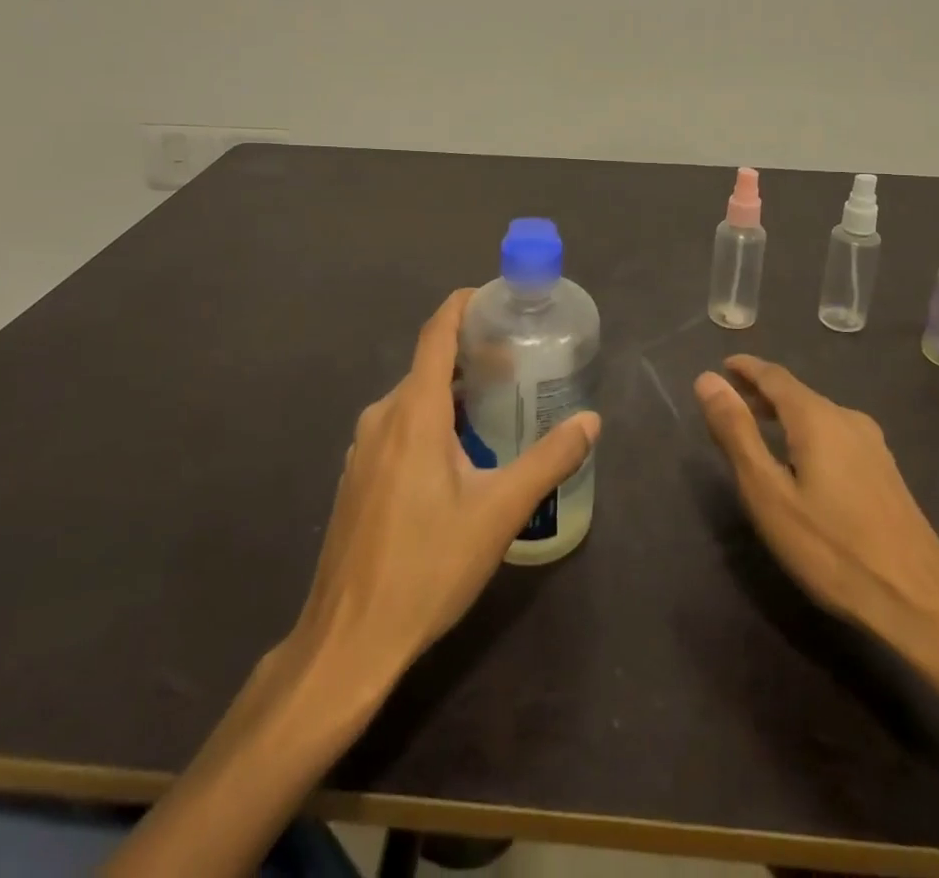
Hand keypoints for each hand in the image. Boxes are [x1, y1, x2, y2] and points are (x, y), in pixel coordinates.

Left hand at [292, 288, 600, 682]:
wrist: (348, 641)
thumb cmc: (427, 567)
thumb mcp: (499, 512)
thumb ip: (549, 460)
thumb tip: (591, 421)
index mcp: (413, 412)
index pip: (436, 333)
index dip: (463, 305)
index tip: (497, 297)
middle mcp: (382, 417)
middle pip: (429, 366)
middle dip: (471, 356)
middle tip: (519, 363)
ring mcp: (363, 448)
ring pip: (414, 400)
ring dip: (453, 393)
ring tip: (498, 406)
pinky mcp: (357, 477)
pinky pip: (399, 428)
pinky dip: (432, 421)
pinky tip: (460, 455)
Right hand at [694, 354, 938, 667]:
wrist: (921, 604)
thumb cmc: (832, 549)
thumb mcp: (768, 493)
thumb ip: (736, 433)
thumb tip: (707, 379)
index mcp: (817, 418)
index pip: (774, 376)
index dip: (745, 368)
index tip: (722, 366)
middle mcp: (848, 419)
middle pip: (797, 393)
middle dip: (762, 393)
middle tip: (730, 402)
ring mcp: (873, 446)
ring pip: (818, 415)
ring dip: (784, 415)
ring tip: (758, 430)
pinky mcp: (886, 472)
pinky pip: (836, 435)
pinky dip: (807, 434)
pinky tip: (801, 463)